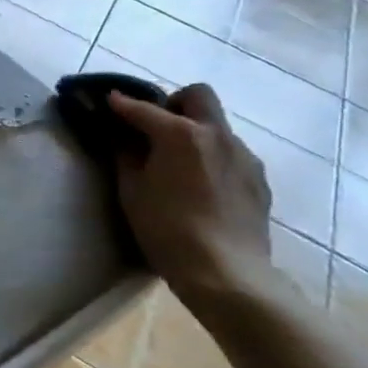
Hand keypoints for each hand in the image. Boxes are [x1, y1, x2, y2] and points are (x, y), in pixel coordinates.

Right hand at [107, 83, 273, 298]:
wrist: (225, 272)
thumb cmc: (167, 229)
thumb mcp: (132, 191)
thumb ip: (126, 156)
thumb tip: (122, 136)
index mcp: (182, 135)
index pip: (145, 109)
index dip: (123, 104)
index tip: (109, 100)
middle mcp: (218, 135)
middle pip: (198, 96)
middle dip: (173, 103)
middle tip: (155, 128)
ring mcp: (244, 156)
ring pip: (217, 126)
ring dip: (195, 132)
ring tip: (178, 163)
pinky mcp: (258, 179)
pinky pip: (231, 154)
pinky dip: (212, 157)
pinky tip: (201, 186)